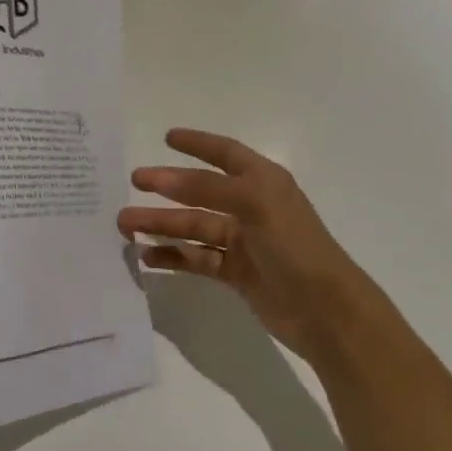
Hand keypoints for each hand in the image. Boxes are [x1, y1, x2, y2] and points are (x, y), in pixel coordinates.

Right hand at [118, 129, 372, 356]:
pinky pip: (197, 258)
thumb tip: (162, 178)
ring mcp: (243, 242)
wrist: (327, 312)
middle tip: (133, 183)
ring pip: (193, 226)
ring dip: (160, 224)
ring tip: (124, 226)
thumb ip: (207, 188)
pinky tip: (147, 257)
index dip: (198, 144)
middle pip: (200, 192)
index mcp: (263, 182)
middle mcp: (251, 207)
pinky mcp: (236, 273)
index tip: (167, 138)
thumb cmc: (295, 247)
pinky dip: (173, 256)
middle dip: (166, 187)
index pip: (225, 154)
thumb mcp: (255, 205)